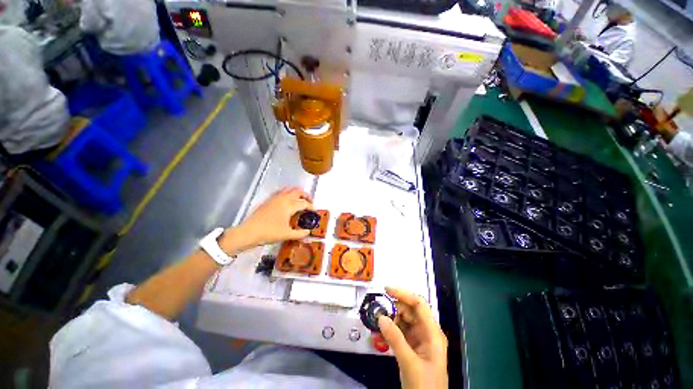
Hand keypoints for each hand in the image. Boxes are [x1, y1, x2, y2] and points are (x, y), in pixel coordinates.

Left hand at [229, 187, 313, 249]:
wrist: (249, 232)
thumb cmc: (269, 233)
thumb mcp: (287, 235)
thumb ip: (300, 233)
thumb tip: (308, 232)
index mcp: (289, 206)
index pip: (304, 203)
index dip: (311, 206)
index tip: (315, 210)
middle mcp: (284, 198)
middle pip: (298, 191)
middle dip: (306, 195)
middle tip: (309, 202)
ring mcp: (275, 198)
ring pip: (289, 189)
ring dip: (296, 192)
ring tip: (299, 199)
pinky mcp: (268, 200)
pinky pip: (281, 192)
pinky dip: (287, 193)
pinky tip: (287, 200)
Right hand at [378, 287, 447, 388]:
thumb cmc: (425, 386)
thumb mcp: (409, 363)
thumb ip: (395, 339)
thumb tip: (380, 317)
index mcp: (432, 332)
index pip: (419, 304)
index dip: (403, 294)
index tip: (386, 290)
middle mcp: (426, 332)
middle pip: (409, 311)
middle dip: (393, 308)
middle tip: (377, 309)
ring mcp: (419, 340)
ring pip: (403, 321)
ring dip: (389, 320)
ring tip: (375, 321)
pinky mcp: (412, 347)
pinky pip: (399, 332)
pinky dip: (389, 331)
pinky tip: (379, 334)